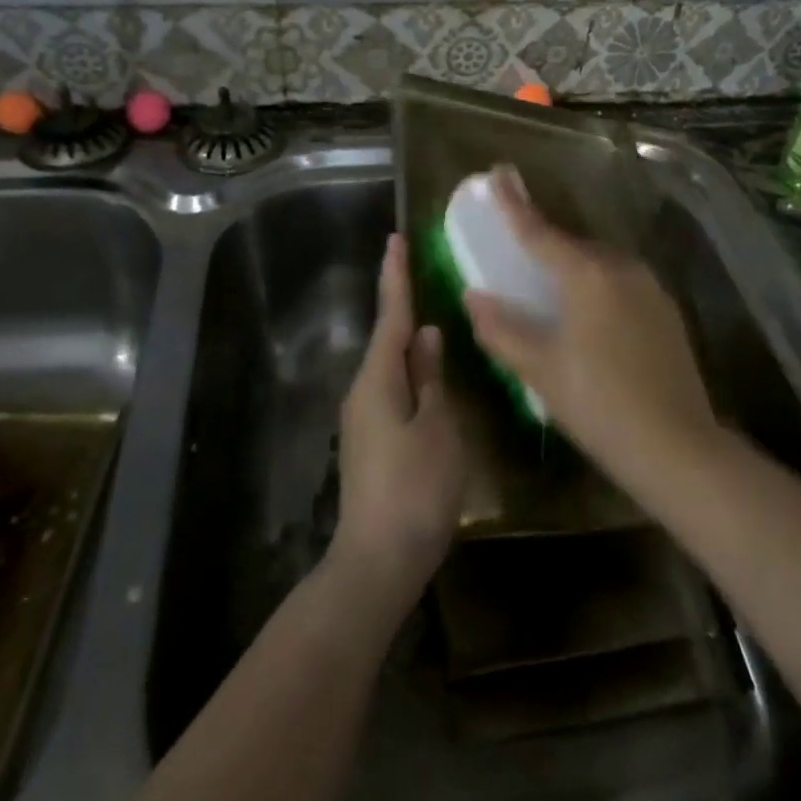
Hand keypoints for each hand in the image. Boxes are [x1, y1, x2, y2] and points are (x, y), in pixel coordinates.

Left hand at [329, 234, 466, 613]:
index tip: (395, 239)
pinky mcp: (371, 442)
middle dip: (402, 304)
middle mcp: (363, 392)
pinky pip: (392, 391)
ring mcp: (363, 419)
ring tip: (434, 317)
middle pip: (387, 338)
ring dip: (408, 341)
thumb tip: (426, 335)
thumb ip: (431, 378)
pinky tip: (430, 375)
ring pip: (390, 366)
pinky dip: (410, 372)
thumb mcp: (437, 428)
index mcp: (378, 380)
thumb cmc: (415, 489)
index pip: (391, 315)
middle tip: (422, 271)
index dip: (396, 276)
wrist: (377, 560)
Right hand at [463, 168, 718, 480]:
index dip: (514, 204)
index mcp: (587, 275)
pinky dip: (596, 285)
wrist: (676, 446)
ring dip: (572, 265)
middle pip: (573, 244)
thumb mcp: (538, 369)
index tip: (498, 174)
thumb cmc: (598, 403)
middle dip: (544, 239)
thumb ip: (501, 328)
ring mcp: (650, 289)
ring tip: (550, 283)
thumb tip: (474, 297)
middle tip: (518, 244)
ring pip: (600, 264)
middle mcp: (621, 269)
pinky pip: (620, 283)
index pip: (540, 232)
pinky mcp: (666, 312)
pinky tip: (588, 314)